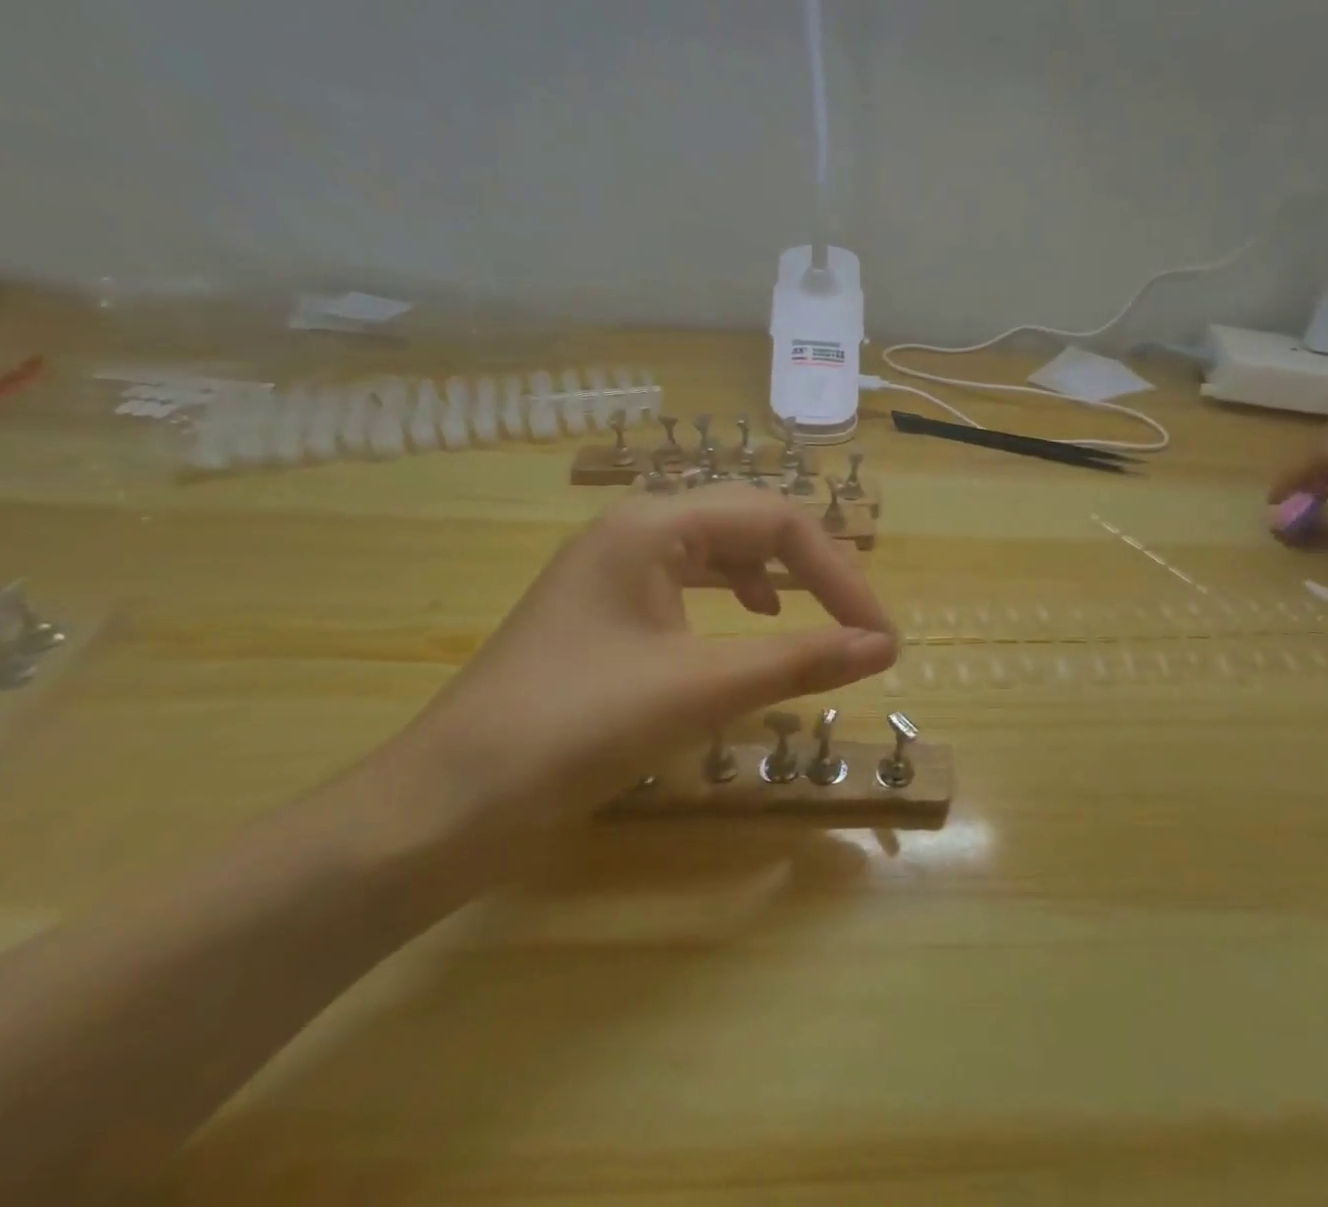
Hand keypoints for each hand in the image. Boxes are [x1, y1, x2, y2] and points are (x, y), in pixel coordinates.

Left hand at [391, 486, 898, 847]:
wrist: (444, 806)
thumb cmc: (573, 730)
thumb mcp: (698, 689)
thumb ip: (798, 660)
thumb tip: (883, 646)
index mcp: (652, 524)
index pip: (774, 521)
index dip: (838, 572)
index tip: (878, 635)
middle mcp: (634, 529)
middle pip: (749, 523)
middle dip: (813, 567)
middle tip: (857, 620)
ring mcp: (616, 568)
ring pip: (721, 549)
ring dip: (777, 576)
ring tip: (817, 614)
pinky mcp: (608, 610)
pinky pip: (692, 581)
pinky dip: (737, 597)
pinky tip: (754, 623)